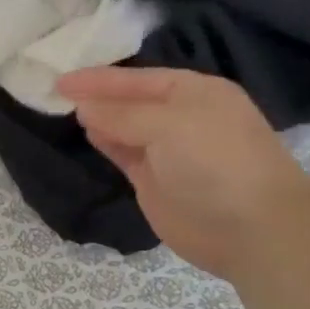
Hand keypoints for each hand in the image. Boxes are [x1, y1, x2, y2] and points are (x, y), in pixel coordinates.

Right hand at [57, 65, 309, 276]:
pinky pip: (125, 153)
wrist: (252, 230)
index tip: (62, 79)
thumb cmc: (216, 162)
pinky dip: (106, 142)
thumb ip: (122, 114)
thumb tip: (83, 107)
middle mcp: (181, 117)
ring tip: (65, 109)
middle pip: (130, 101)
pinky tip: (88, 133)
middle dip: (98, 95)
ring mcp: (168, 151)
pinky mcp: (156, 181)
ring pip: (125, 127)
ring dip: (99, 118)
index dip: (99, 78)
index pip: (138, 78)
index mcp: (194, 92)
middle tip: (57, 92)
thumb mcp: (168, 125)